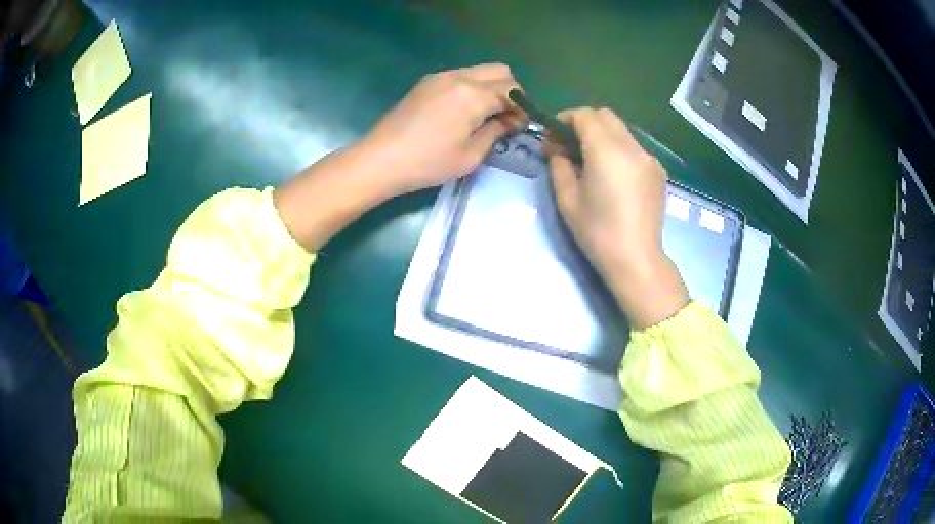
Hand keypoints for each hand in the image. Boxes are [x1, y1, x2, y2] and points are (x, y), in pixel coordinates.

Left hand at [358, 63, 524, 197]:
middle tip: (506, 116)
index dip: (522, 108)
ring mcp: (441, 76)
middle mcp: (460, 77)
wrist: (381, 159)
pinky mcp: (427, 82)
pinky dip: (472, 87)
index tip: (520, 126)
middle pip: (500, 71)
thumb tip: (512, 121)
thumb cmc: (428, 163)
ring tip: (485, 114)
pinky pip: (461, 75)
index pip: (512, 92)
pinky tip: (463, 110)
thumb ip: (496, 132)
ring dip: (490, 87)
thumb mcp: (470, 155)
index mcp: (474, 95)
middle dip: (510, 91)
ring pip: (480, 70)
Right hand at [549, 107, 688, 328]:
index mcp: (607, 151)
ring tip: (590, 161)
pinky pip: (634, 147)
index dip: (564, 119)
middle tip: (569, 146)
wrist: (636, 259)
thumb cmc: (597, 232)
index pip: (584, 115)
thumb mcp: (567, 199)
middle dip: (583, 123)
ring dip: (602, 135)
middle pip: (605, 116)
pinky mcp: (658, 171)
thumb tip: (558, 150)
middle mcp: (631, 147)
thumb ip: (559, 165)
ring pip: (621, 130)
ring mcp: (649, 158)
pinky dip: (618, 148)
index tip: (553, 137)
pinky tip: (612, 174)